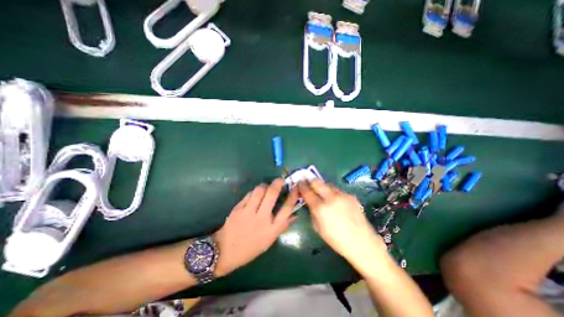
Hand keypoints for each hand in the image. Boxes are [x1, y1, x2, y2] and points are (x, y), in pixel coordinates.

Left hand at [214, 178, 299, 277]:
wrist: (225, 251)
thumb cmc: (250, 248)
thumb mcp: (269, 240)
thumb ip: (282, 226)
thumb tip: (294, 214)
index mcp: (272, 229)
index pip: (286, 209)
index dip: (293, 196)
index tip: (295, 188)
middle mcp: (261, 219)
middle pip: (272, 194)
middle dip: (277, 183)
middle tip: (280, 179)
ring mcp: (248, 212)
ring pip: (259, 190)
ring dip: (265, 185)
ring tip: (266, 186)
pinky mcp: (238, 208)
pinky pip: (249, 194)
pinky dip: (254, 192)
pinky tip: (255, 194)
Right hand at [295, 179, 387, 263]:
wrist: (362, 242)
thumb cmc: (337, 240)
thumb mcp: (318, 228)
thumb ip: (312, 211)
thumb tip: (310, 201)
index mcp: (321, 208)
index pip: (307, 192)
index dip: (301, 186)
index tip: (299, 183)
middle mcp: (331, 198)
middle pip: (317, 181)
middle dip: (310, 180)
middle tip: (307, 182)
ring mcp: (342, 195)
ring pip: (328, 185)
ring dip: (323, 187)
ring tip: (323, 194)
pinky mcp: (350, 195)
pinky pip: (337, 191)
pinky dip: (333, 194)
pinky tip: (336, 202)